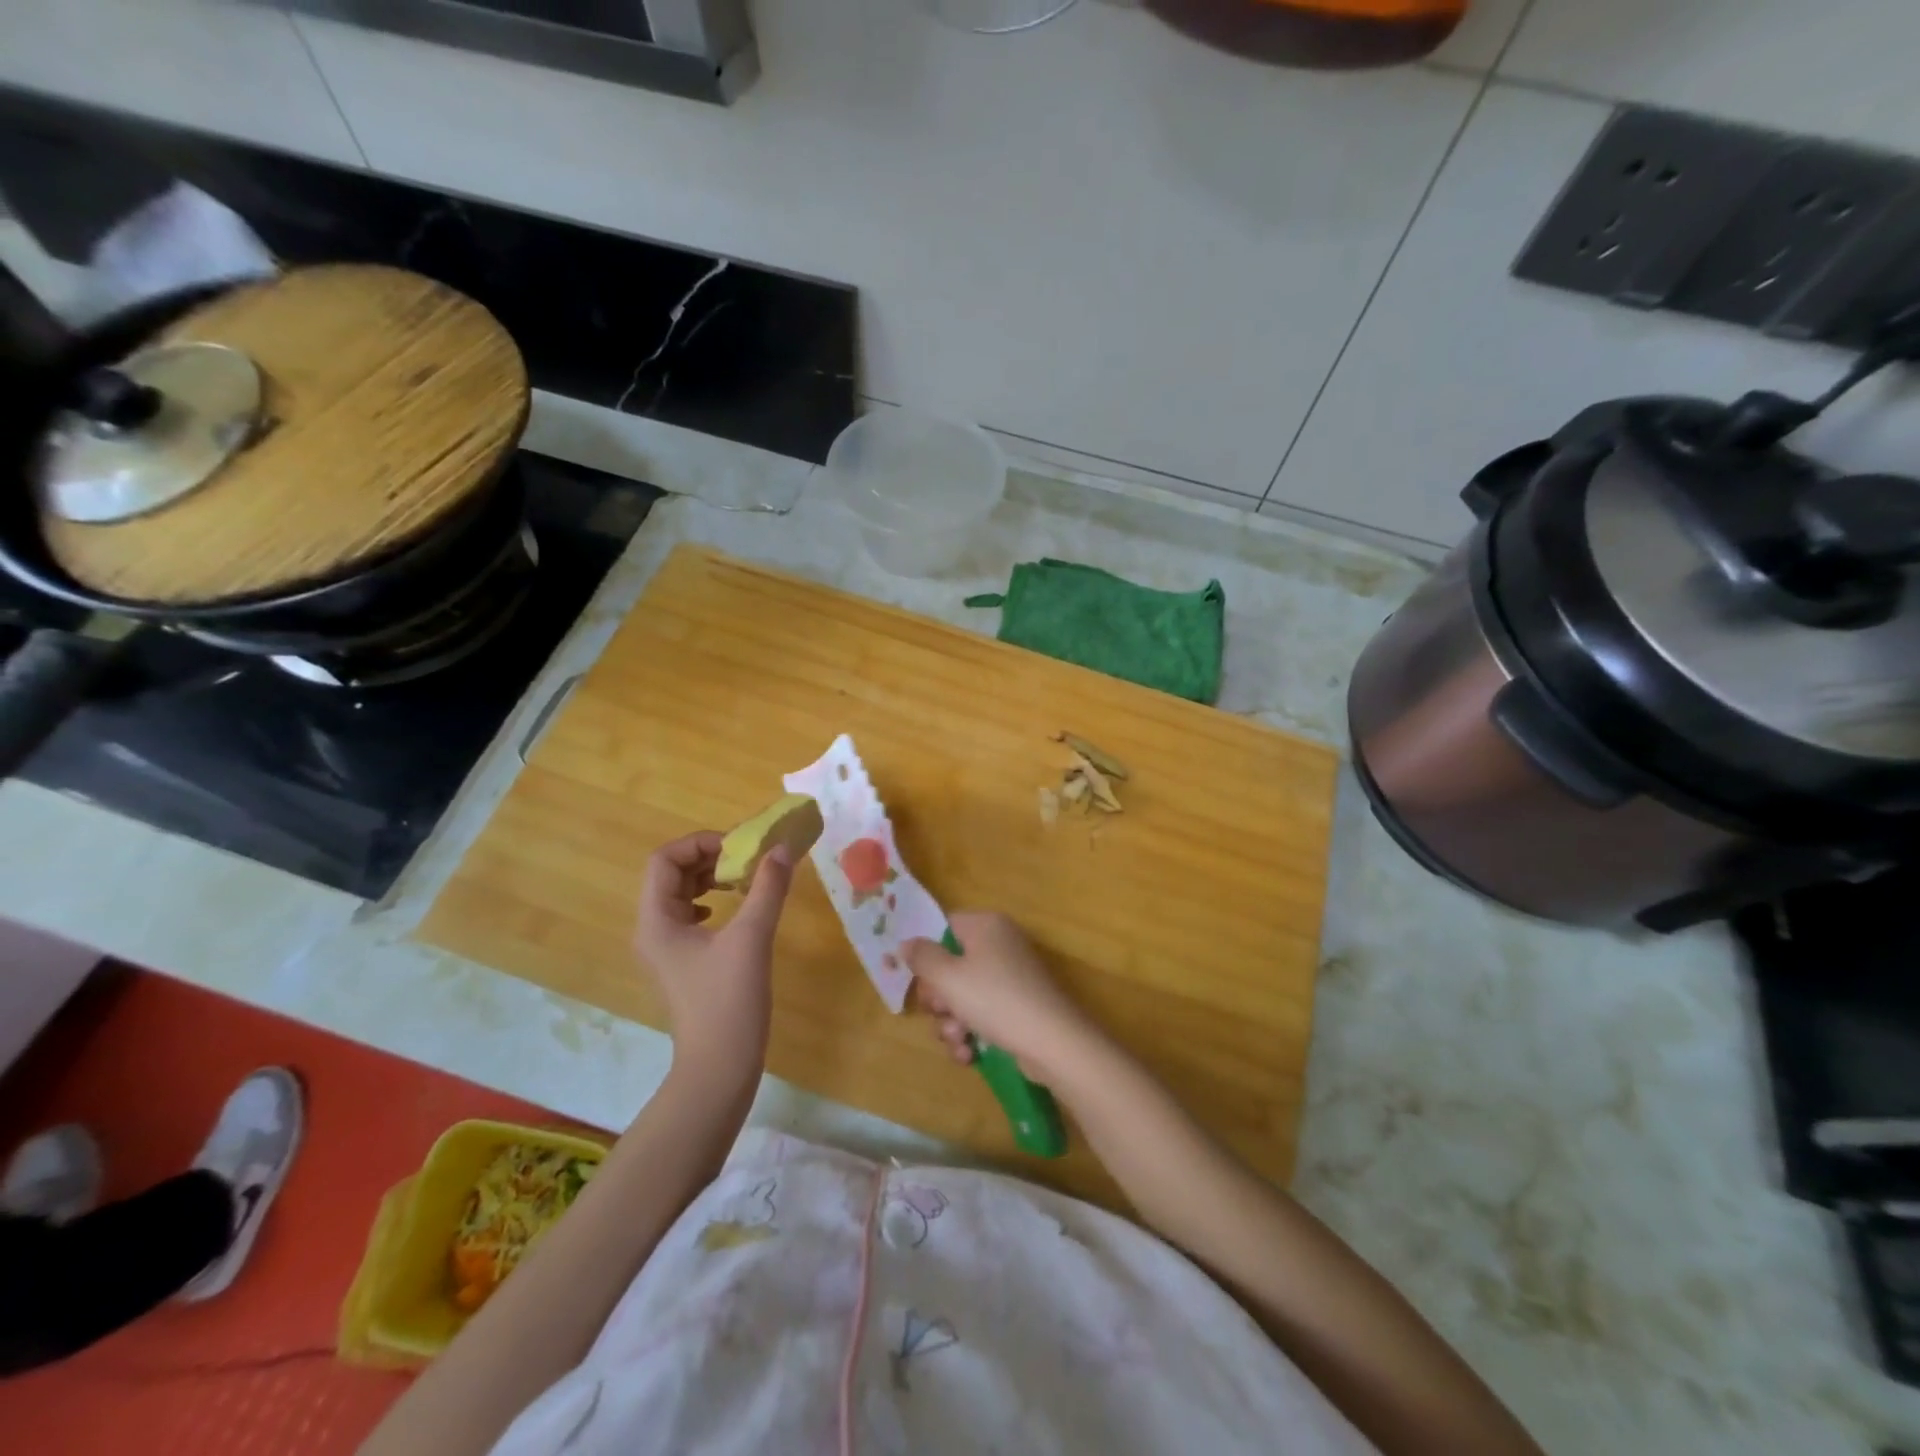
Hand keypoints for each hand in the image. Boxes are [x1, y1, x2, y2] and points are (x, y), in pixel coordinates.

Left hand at [634, 831, 793, 1083]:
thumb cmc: (728, 1001)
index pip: (664, 860)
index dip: (699, 843)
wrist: (719, 1068)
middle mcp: (654, 930)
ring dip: (712, 878)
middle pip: (671, 874)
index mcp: (657, 921)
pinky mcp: (684, 963)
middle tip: (748, 859)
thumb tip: (782, 849)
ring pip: (682, 894)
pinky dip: (713, 901)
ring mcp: (667, 949)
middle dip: (709, 858)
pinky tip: (735, 909)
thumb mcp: (752, 938)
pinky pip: (691, 916)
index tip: (738, 848)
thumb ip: (767, 888)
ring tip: (746, 879)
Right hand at [906, 911, 1102, 1086]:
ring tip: (958, 1040)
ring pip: (964, 996)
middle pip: (951, 965)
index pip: (944, 927)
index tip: (920, 981)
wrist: (1053, 1042)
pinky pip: (983, 1014)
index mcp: (986, 926)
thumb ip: (922, 958)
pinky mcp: (1018, 1007)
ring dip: (952, 1023)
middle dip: (939, 998)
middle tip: (940, 1013)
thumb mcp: (948, 977)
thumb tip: (907, 943)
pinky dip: (972, 1034)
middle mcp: (1000, 945)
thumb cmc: (995, 1000)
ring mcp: (1011, 977)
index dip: (927, 955)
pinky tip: (970, 1054)